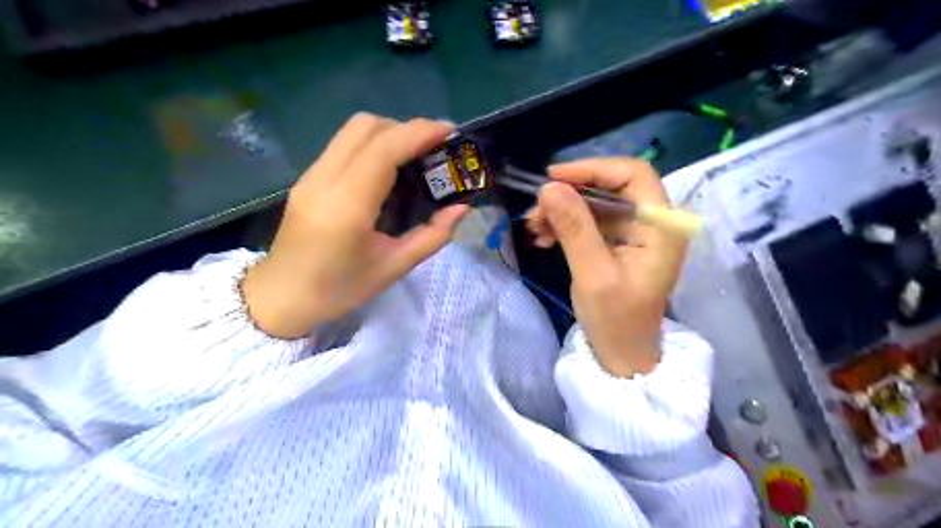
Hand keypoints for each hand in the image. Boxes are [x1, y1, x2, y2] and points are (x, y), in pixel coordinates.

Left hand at [240, 113, 464, 340]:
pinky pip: (343, 145)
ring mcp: (311, 176)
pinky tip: (388, 169)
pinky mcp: (307, 178)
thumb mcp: (394, 268)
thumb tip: (461, 208)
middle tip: (433, 148)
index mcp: (348, 206)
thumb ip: (432, 236)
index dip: (419, 132)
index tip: (450, 131)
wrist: (282, 297)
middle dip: (405, 128)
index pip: (384, 149)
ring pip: (352, 131)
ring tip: (414, 155)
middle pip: (366, 127)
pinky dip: (372, 144)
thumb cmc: (340, 289)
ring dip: (388, 133)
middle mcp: (324, 180)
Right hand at [527, 159, 688, 377]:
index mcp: (661, 227)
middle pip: (611, 187)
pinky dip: (566, 225)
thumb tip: (548, 188)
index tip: (553, 178)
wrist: (622, 355)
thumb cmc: (616, 320)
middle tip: (535, 209)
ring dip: (563, 211)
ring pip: (596, 204)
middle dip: (570, 195)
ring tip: (534, 228)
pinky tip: (543, 237)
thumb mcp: (593, 274)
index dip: (593, 169)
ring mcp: (635, 233)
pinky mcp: (619, 243)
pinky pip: (591, 222)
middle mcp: (653, 223)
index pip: (633, 175)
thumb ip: (574, 228)